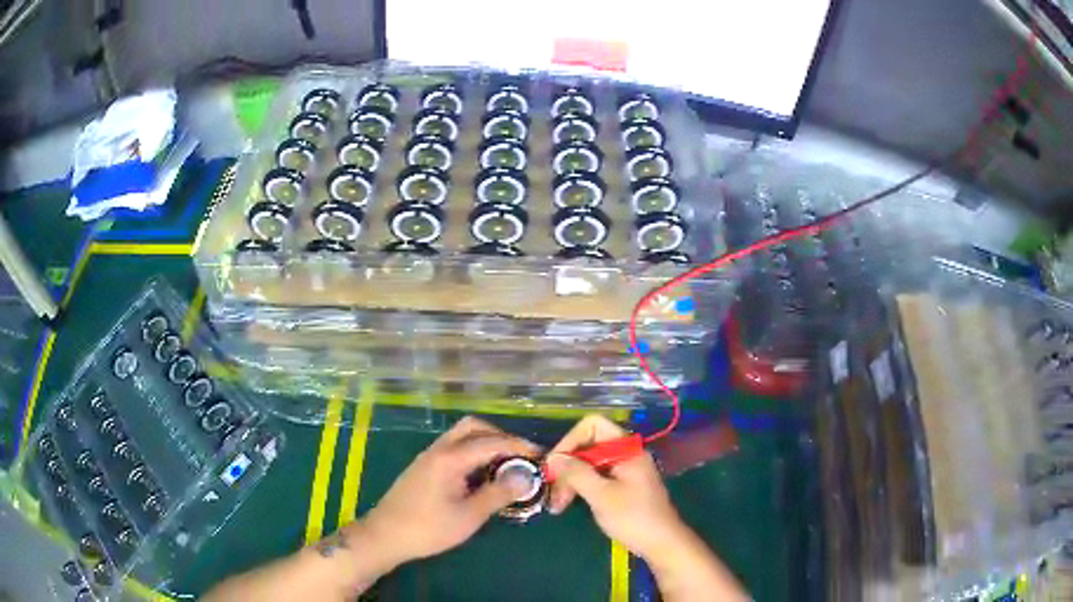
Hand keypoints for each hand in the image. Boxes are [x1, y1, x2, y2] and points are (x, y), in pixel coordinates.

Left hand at [363, 416, 541, 566]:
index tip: (541, 455)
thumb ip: (498, 494)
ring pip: (461, 436)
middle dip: (500, 437)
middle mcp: (439, 449)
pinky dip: (472, 453)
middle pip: (473, 427)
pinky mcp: (424, 467)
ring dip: (485, 444)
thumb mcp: (469, 516)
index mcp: (450, 458)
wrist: (385, 535)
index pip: (492, 442)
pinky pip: (453, 448)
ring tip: (505, 466)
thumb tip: (526, 477)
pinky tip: (481, 475)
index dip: (519, 446)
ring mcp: (429, 456)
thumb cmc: (428, 528)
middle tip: (520, 457)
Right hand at [545, 415, 683, 558]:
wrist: (662, 543)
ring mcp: (625, 469)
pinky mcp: (623, 485)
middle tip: (551, 493)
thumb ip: (576, 473)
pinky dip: (581, 487)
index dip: (570, 441)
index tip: (555, 466)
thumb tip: (553, 458)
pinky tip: (568, 504)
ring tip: (557, 505)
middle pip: (588, 446)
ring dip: (571, 480)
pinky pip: (596, 477)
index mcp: (626, 448)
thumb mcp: (601, 495)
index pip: (592, 426)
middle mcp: (626, 453)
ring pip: (589, 464)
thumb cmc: (633, 517)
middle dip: (567, 467)